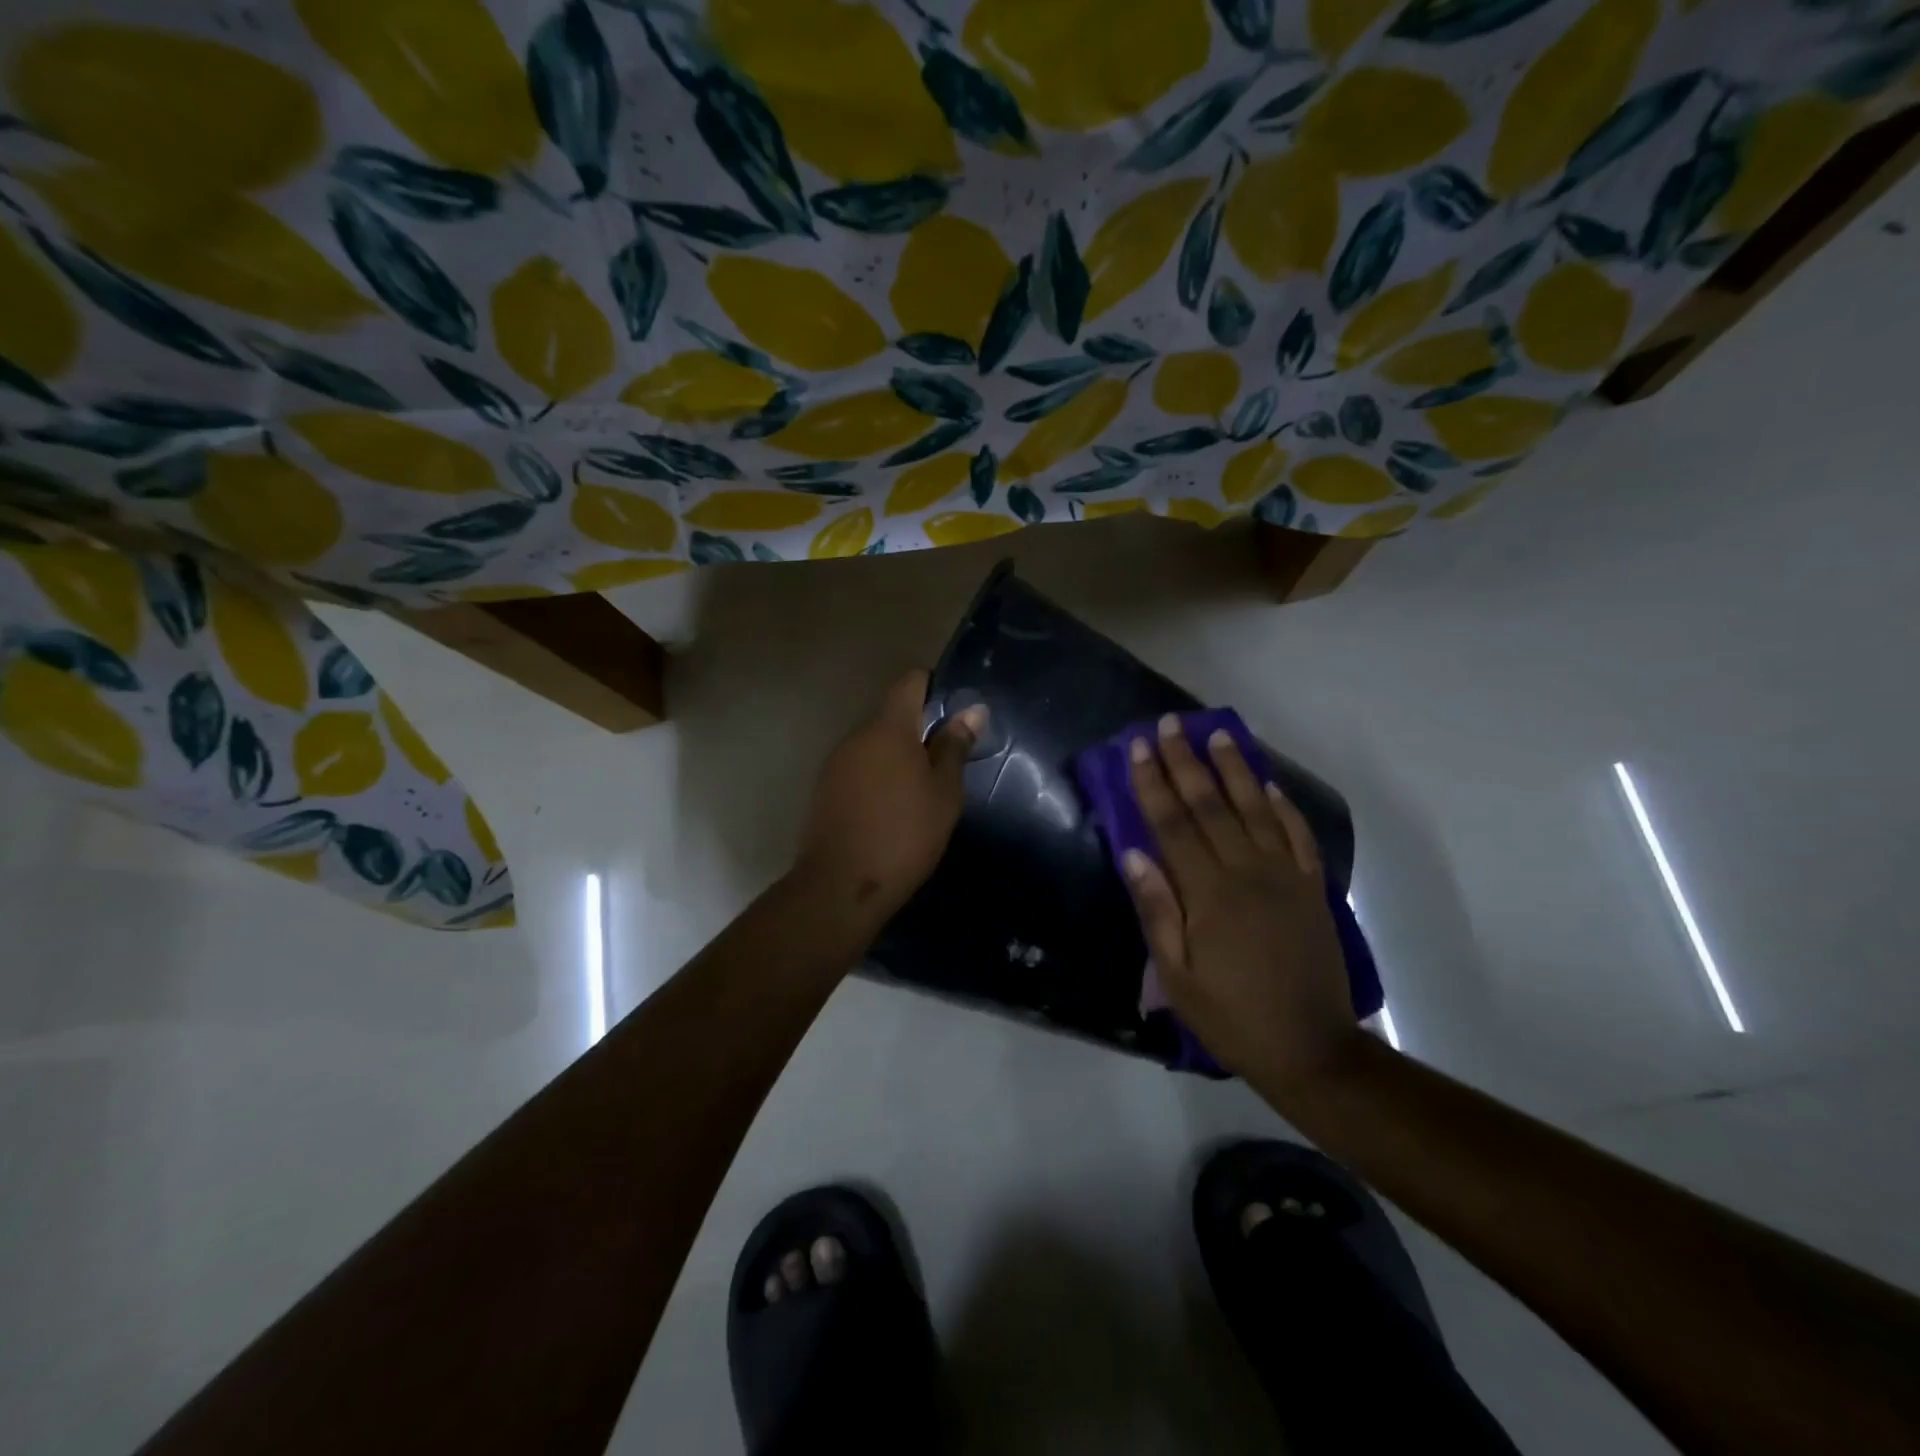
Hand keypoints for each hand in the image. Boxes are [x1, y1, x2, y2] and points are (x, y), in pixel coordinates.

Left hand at [793, 671, 985, 929]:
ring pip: (875, 745)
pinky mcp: (824, 790)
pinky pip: (859, 769)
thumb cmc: (904, 835)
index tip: (956, 713)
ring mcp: (836, 763)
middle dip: (920, 729)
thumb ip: (954, 747)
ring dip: (898, 757)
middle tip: (948, 761)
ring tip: (922, 791)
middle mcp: (857, 736)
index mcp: (888, 728)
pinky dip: (879, 778)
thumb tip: (973, 710)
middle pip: (892, 715)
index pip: (910, 681)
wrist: (841, 887)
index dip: (935, 686)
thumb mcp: (943, 793)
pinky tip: (893, 810)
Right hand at [1123, 716, 1362, 1089]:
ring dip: (1235, 769)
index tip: (1139, 747)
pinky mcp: (1311, 889)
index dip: (1153, 783)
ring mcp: (1285, 877)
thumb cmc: (1231, 1017)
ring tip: (1219, 734)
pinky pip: (1297, 836)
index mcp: (1208, 894)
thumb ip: (1156, 911)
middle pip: (1211, 805)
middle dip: (1187, 762)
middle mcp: (1247, 872)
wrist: (1311, 1049)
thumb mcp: (1176, 977)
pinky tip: (1269, 784)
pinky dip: (1283, 806)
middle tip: (1171, 724)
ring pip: (1256, 809)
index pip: (1172, 824)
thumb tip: (1133, 853)